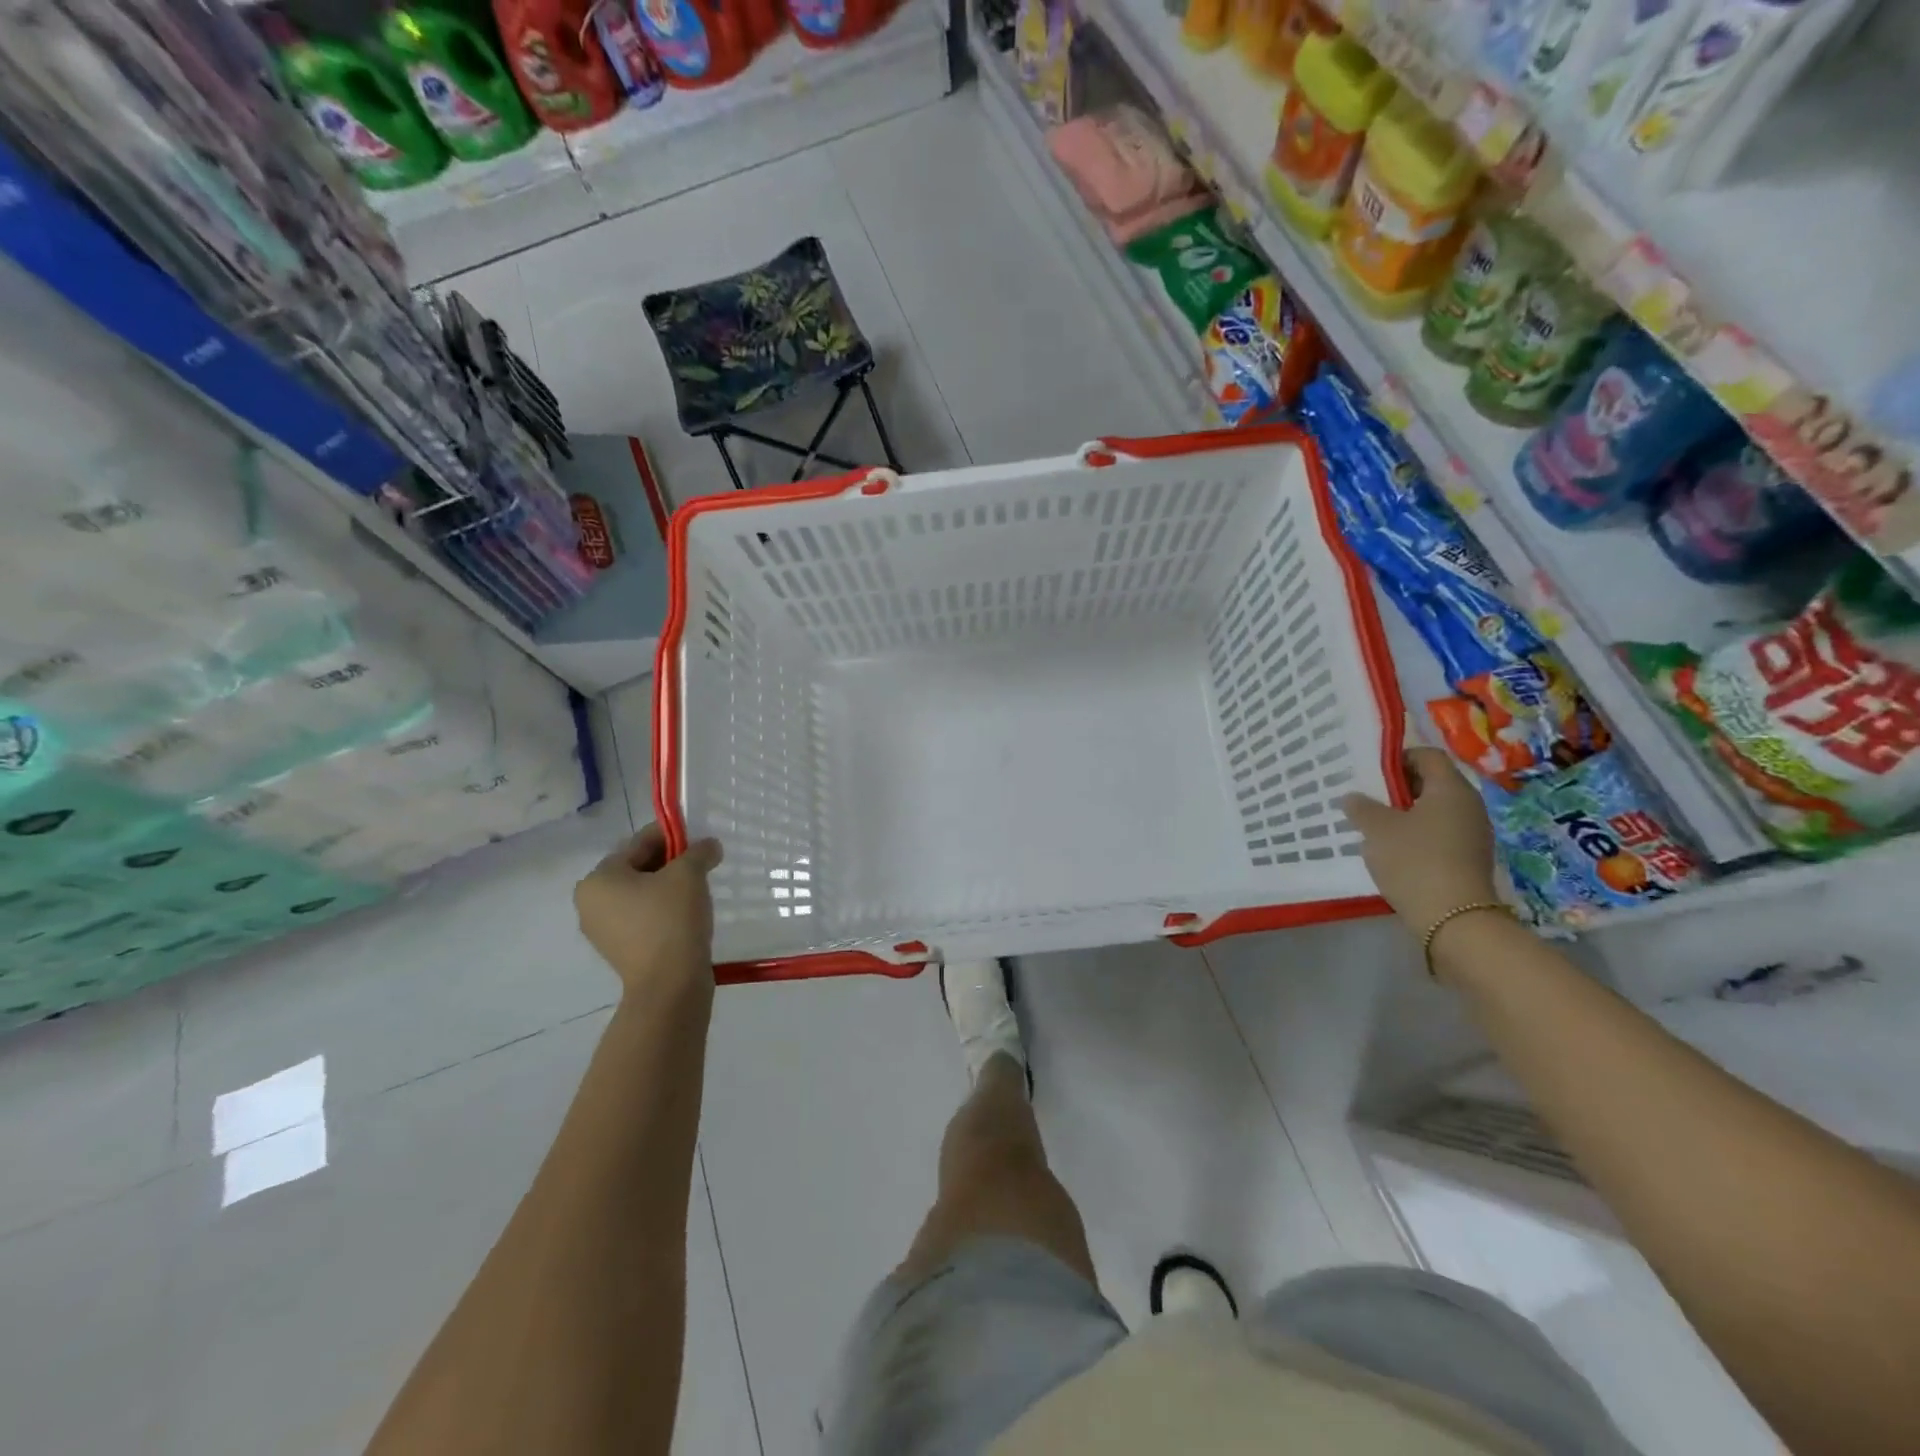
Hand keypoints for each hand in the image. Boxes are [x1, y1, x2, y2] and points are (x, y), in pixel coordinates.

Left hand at [573, 824, 722, 994]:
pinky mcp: (620, 950)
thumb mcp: (689, 874)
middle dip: (671, 862)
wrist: (669, 985)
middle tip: (702, 864)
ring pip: (641, 893)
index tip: (700, 839)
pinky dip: (663, 910)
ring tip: (698, 889)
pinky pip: (642, 917)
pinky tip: (688, 913)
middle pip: (637, 867)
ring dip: (668, 886)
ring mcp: (602, 930)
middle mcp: (590, 902)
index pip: (639, 842)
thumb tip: (709, 846)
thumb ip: (699, 851)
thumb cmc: (672, 920)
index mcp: (598, 878)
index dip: (673, 835)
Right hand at [1340, 748, 1498, 934]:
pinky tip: (1394, 850)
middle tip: (1367, 798)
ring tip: (1375, 826)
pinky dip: (1418, 834)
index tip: (1370, 773)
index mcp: (1451, 788)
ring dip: (1406, 813)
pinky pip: (1441, 833)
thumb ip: (1362, 808)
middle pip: (1432, 782)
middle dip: (1398, 787)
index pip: (1427, 756)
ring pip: (1435, 810)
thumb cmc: (1414, 860)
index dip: (1397, 758)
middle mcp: (1469, 805)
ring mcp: (1473, 833)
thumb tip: (1353, 797)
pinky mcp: (1470, 857)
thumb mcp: (1377, 830)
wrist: (1454, 919)